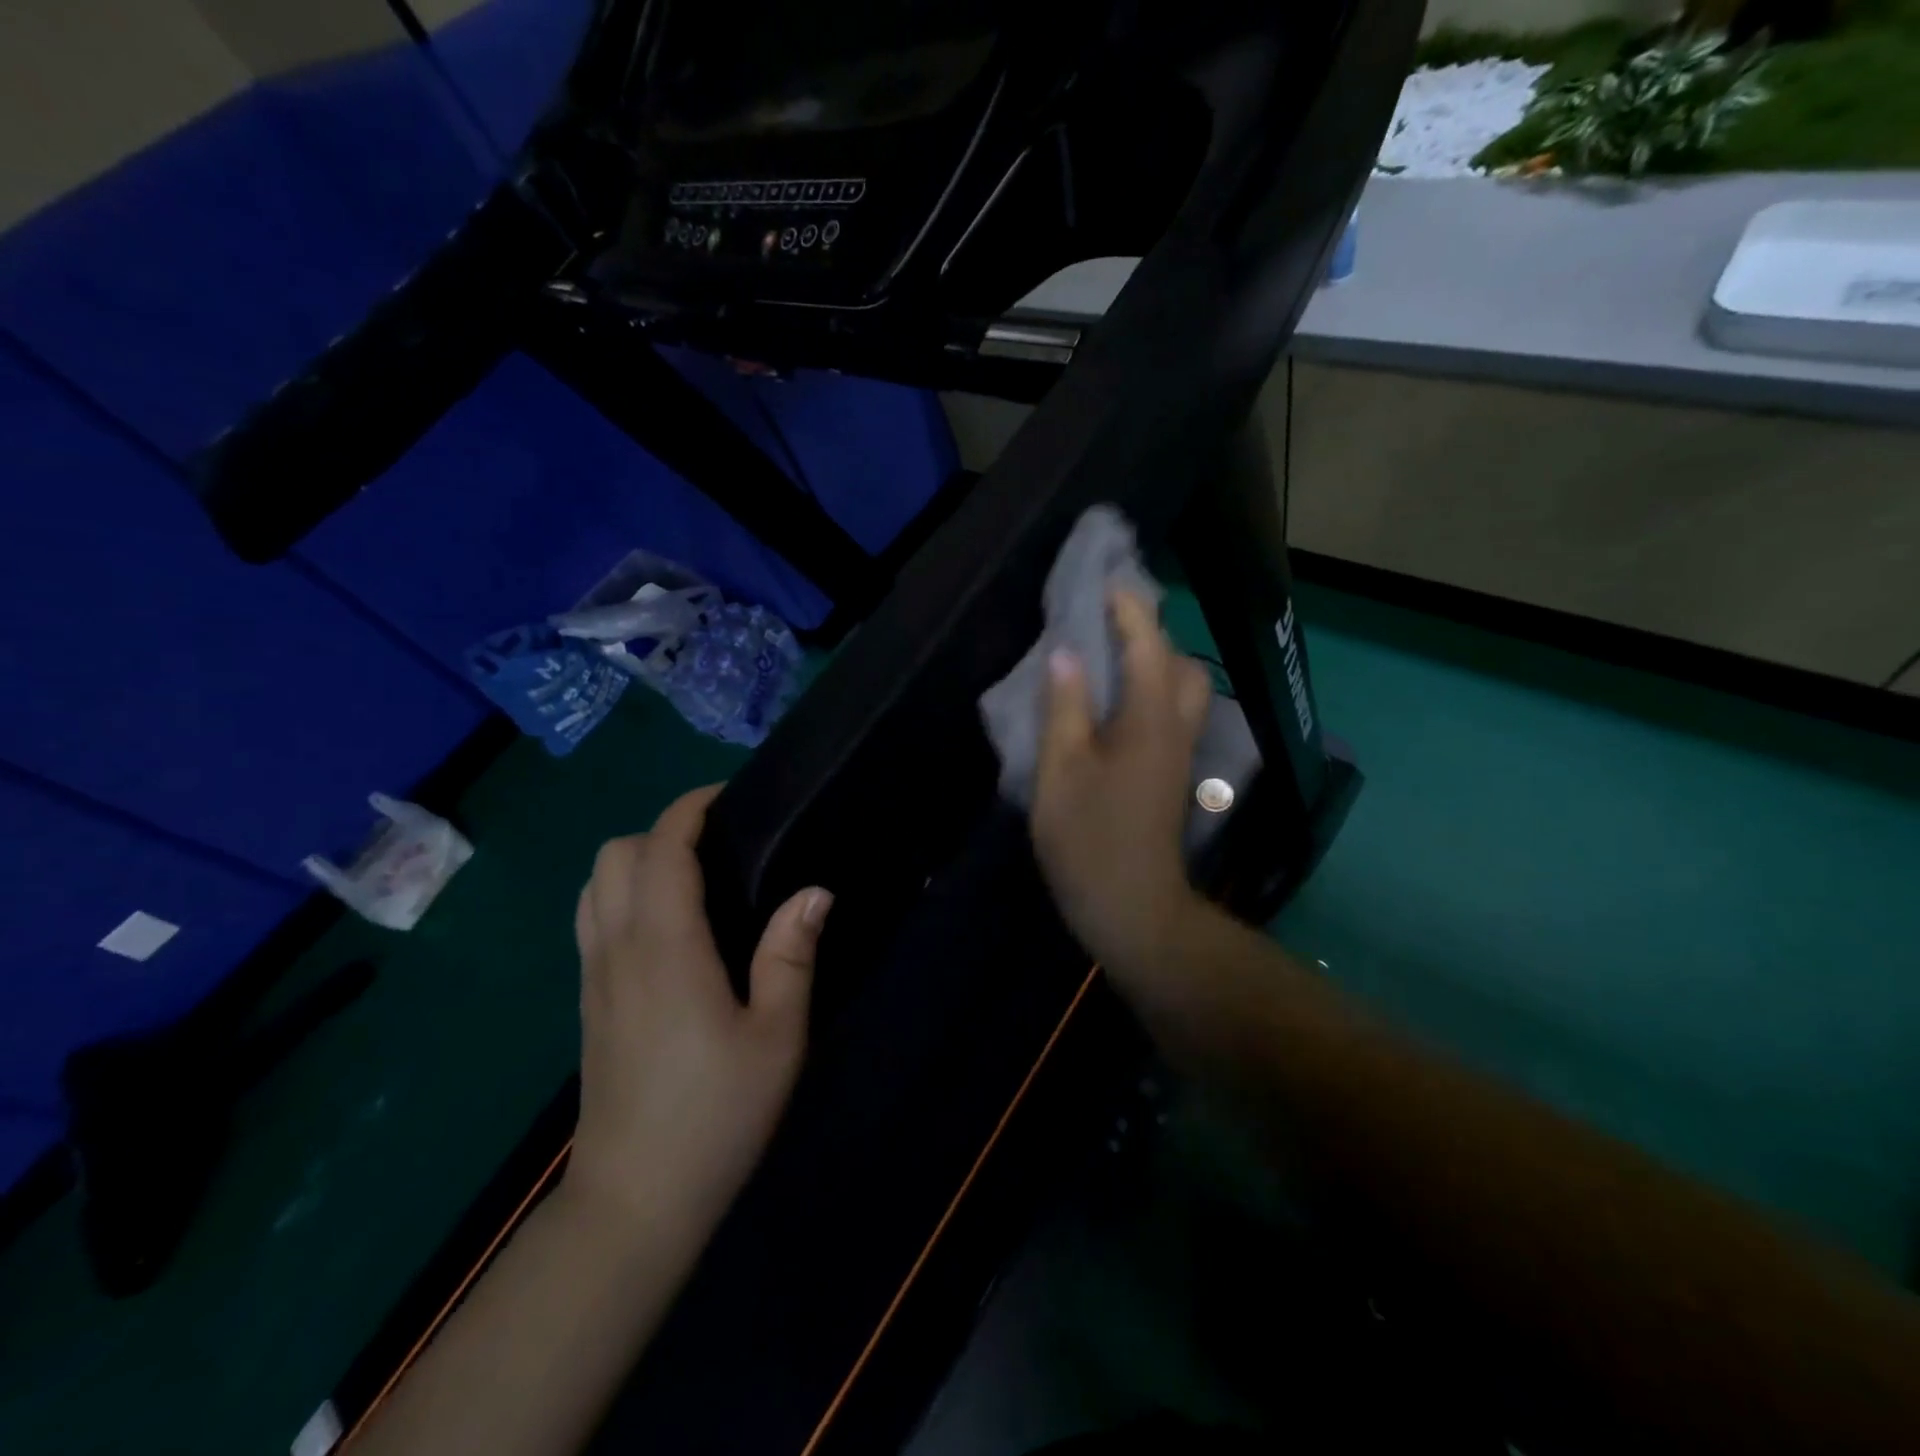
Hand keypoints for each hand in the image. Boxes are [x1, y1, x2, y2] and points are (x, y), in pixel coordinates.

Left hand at [565, 786, 831, 1236]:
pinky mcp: (588, 1002)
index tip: (728, 795)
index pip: (661, 848)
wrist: (634, 1202)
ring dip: (636, 861)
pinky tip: (668, 927)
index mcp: (665, 947)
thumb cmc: (716, 1114)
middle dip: (661, 830)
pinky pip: (592, 920)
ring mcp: (594, 976)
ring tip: (693, 878)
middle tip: (719, 844)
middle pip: (613, 854)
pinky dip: (621, 895)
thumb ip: (791, 954)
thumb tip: (814, 891)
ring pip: (593, 885)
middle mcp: (618, 948)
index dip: (689, 809)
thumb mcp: (777, 1036)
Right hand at [1031, 589, 1212, 985]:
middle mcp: (1175, 729)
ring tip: (1109, 662)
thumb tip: (1067, 653)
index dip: (1129, 610)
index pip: (1147, 646)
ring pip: (1184, 693)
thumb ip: (1063, 707)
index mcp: (1149, 720)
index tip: (1107, 581)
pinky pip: (1171, 716)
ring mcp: (1178, 755)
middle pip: (1181, 665)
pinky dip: (1151, 693)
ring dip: (1155, 665)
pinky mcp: (1170, 776)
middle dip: (1152, 635)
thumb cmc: (1089, 839)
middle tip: (1107, 626)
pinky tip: (1114, 705)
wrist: (1132, 908)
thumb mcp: (1060, 770)